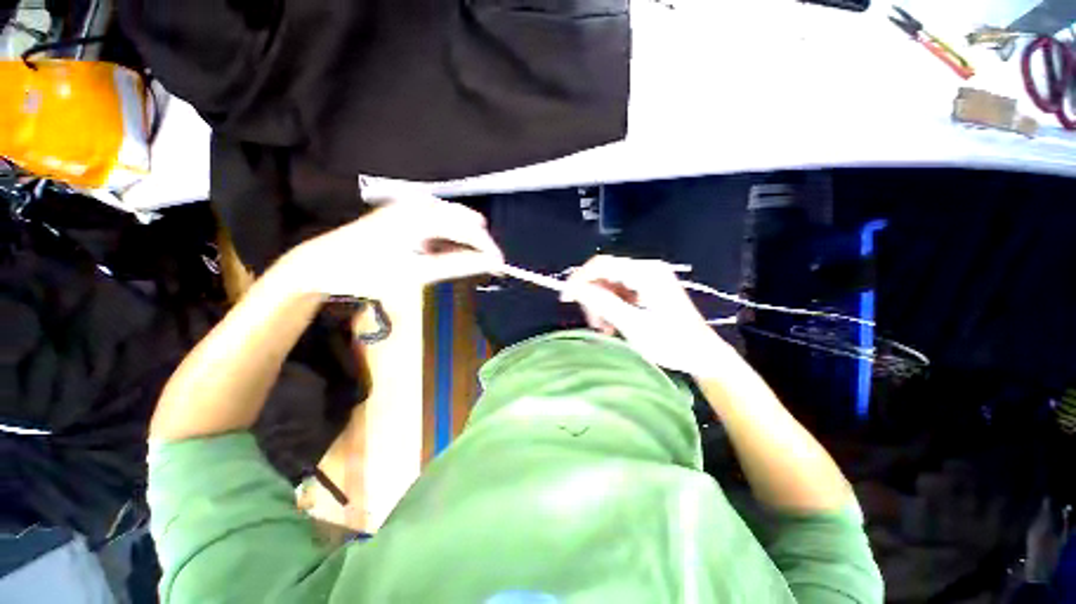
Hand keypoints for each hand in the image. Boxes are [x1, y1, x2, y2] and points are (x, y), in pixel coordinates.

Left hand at [279, 196, 503, 298]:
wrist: (324, 264)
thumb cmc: (370, 270)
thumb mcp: (418, 272)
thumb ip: (457, 265)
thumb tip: (489, 262)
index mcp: (423, 216)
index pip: (469, 230)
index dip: (488, 248)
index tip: (500, 265)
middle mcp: (419, 204)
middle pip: (463, 222)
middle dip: (479, 244)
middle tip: (488, 265)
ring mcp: (410, 207)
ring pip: (452, 222)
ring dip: (464, 242)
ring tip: (471, 261)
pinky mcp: (404, 213)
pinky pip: (438, 223)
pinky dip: (448, 239)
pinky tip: (448, 252)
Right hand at [564, 255, 730, 373]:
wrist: (702, 355)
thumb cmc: (671, 342)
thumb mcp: (633, 325)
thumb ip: (603, 303)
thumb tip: (576, 288)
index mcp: (646, 272)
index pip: (602, 264)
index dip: (580, 278)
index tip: (566, 298)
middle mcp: (646, 269)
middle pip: (604, 274)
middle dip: (593, 298)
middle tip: (595, 324)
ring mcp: (647, 278)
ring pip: (609, 285)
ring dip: (601, 306)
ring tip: (606, 329)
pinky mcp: (647, 289)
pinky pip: (619, 292)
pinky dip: (611, 308)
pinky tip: (614, 325)